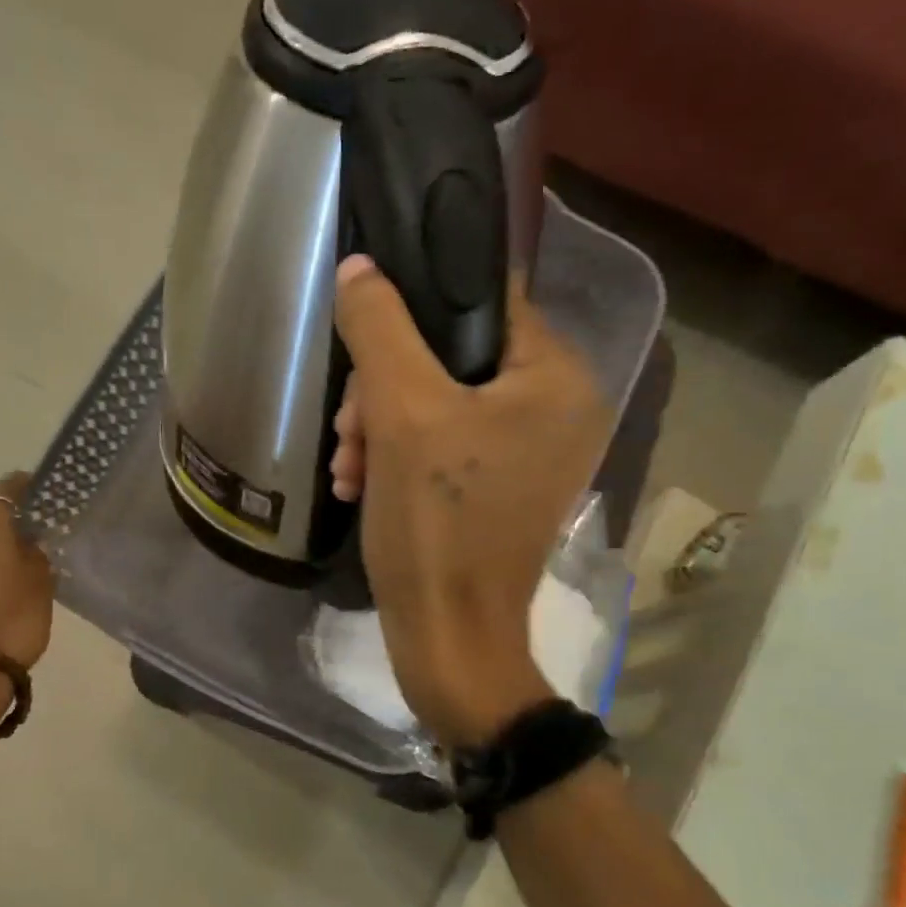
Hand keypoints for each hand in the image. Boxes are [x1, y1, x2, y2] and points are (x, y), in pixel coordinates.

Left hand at [0, 473, 55, 667]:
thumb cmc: (13, 621)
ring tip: (23, 584)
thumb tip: (30, 545)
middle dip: (11, 537)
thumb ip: (38, 558)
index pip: (1, 495)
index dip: (18, 486)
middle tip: (39, 550)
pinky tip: (3, 607)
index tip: (35, 485)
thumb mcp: (41, 586)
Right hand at [331, 256, 611, 745]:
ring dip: (381, 427)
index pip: (482, 303)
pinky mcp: (501, 491)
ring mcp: (531, 455)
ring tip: (348, 466)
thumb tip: (361, 268)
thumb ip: (381, 328)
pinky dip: (397, 458)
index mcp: (556, 379)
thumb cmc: (437, 523)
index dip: (413, 314)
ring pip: (438, 405)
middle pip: (452, 360)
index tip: (365, 350)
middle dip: (385, 391)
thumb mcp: (402, 413)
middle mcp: (557, 410)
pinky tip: (359, 483)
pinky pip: (444, 447)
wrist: (447, 638)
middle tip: (349, 430)